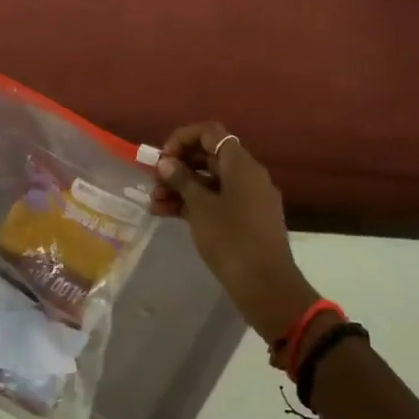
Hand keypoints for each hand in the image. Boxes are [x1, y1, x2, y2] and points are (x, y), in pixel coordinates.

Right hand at [150, 123, 319, 340]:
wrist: (265, 285)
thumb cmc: (231, 240)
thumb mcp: (200, 208)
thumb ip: (182, 181)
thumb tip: (167, 162)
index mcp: (241, 164)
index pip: (211, 133)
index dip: (183, 138)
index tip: (162, 158)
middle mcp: (248, 175)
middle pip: (209, 157)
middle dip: (178, 166)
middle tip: (153, 182)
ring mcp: (249, 198)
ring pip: (211, 182)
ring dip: (182, 187)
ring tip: (154, 203)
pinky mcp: (246, 220)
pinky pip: (217, 201)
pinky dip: (194, 204)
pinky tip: (167, 214)